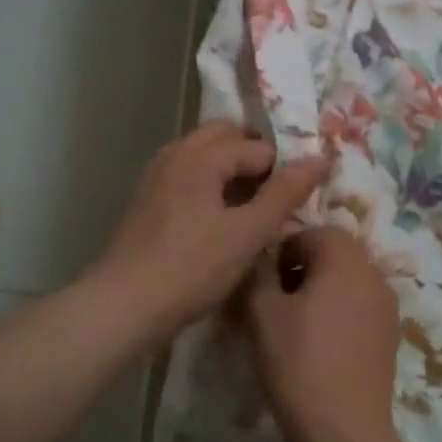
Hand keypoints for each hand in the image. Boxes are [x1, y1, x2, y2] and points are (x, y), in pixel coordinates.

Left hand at [86, 120, 327, 340]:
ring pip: (202, 154)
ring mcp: (156, 176)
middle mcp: (175, 154)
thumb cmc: (191, 268)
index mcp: (200, 156)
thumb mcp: (247, 234)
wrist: (123, 305)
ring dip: (229, 168)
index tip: (298, 198)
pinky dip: (208, 183)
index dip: (282, 169)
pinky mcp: (146, 200)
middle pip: (223, 136)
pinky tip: (218, 218)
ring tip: (251, 206)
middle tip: (276, 193)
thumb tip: (318, 159)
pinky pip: (186, 175)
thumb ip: (284, 194)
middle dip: (253, 155)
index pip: (255, 147)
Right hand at [243, 226, 401, 441]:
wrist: (344, 431)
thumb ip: (259, 269)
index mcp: (345, 256)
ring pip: (344, 282)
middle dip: (299, 271)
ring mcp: (387, 305)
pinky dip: (336, 315)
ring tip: (292, 328)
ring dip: (318, 293)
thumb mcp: (261, 310)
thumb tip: (262, 254)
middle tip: (272, 305)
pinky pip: (357, 308)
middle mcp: (373, 271)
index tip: (261, 286)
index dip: (279, 253)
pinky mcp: (390, 336)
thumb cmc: (298, 361)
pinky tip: (317, 348)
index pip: (308, 233)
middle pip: (330, 255)